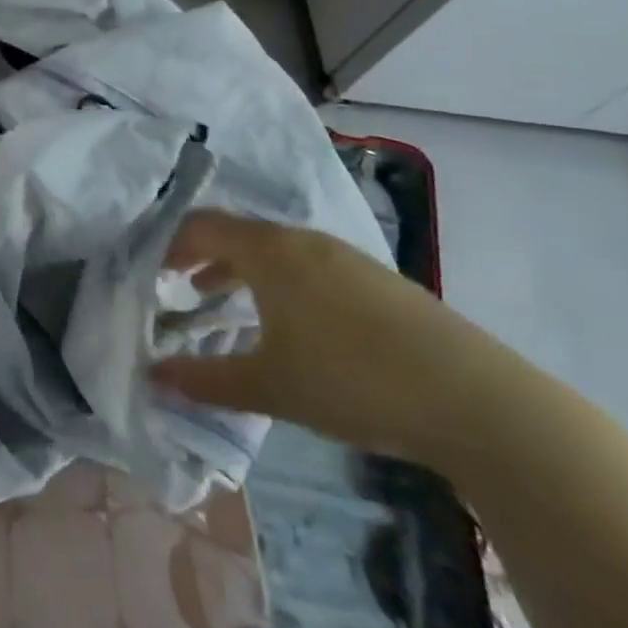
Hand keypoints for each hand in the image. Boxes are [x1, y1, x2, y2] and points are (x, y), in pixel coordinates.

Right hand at [149, 211, 497, 465]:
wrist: (477, 401)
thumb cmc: (352, 381)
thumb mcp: (268, 386)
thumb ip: (204, 380)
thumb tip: (153, 377)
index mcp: (270, 252)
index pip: (203, 226)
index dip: (170, 244)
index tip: (149, 270)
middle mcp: (305, 240)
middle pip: (238, 233)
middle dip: (202, 256)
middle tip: (175, 284)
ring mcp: (347, 257)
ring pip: (276, 250)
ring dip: (240, 269)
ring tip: (220, 301)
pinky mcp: (379, 280)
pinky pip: (309, 266)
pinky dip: (279, 281)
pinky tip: (289, 323)